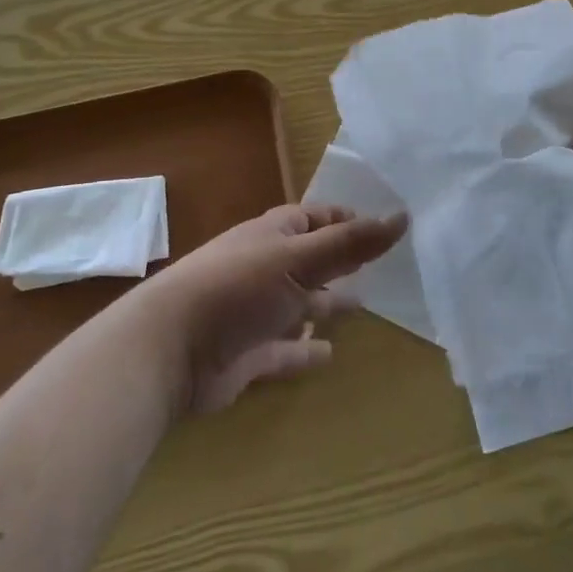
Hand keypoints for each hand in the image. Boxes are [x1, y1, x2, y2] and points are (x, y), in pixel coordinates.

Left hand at [141, 205, 406, 415]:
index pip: (313, 218)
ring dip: (325, 303)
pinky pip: (285, 349)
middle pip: (308, 260)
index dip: (343, 219)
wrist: (169, 349)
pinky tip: (329, 354)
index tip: (377, 226)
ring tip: (361, 306)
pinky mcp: (247, 355)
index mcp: (273, 236)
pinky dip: (305, 349)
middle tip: (377, 266)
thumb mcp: (301, 260)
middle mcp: (264, 268)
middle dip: (338, 261)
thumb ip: (351, 243)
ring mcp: (254, 313)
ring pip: (298, 303)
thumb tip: (403, 217)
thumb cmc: (238, 288)